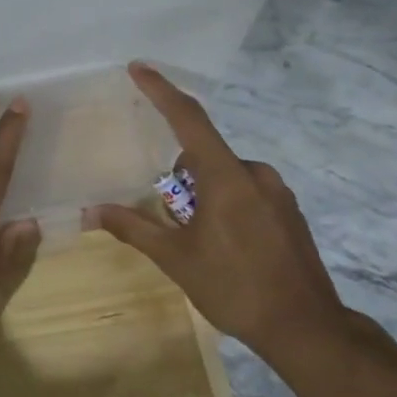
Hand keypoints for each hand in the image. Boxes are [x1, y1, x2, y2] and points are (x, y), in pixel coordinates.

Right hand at [90, 62, 345, 357]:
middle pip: (203, 156)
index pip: (188, 120)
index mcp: (225, 177)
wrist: (307, 328)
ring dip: (203, 194)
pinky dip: (226, 205)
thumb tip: (89, 212)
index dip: (162, 91)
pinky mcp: (289, 211)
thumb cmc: (235, 288)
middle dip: (180, 178)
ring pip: (225, 176)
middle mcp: (254, 173)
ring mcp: (277, 192)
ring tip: (200, 241)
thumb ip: (133, 228)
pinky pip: (246, 192)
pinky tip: (228, 247)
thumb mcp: (176, 259)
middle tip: (171, 220)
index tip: (139, 68)